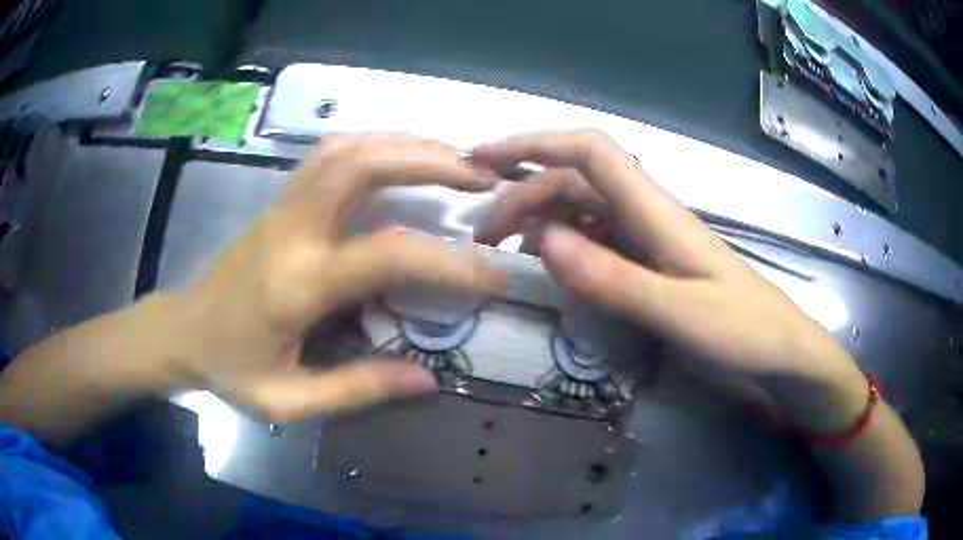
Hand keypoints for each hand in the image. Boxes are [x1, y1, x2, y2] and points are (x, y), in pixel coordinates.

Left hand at [163, 134, 504, 421]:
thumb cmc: (229, 369)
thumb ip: (358, 388)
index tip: (494, 275)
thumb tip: (427, 379)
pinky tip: (402, 159)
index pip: (387, 254)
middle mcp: (292, 229)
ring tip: (453, 160)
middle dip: (429, 159)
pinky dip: (376, 145)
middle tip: (481, 177)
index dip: (450, 261)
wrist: (180, 331)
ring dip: (406, 143)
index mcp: (297, 283)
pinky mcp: (279, 201)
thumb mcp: (288, 400)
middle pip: (362, 163)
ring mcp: (282, 206)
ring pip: (347, 147)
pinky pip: (331, 154)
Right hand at [471, 130, 866, 432]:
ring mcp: (647, 239)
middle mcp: (646, 214)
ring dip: (538, 218)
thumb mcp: (679, 312)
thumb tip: (542, 240)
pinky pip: (596, 240)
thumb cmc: (742, 331)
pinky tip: (548, 264)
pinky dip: (564, 245)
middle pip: (574, 180)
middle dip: (522, 194)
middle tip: (484, 236)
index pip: (589, 152)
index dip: (534, 143)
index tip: (482, 157)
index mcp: (656, 211)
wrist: (781, 351)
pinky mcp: (649, 262)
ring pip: (581, 208)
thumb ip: (613, 278)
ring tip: (503, 248)